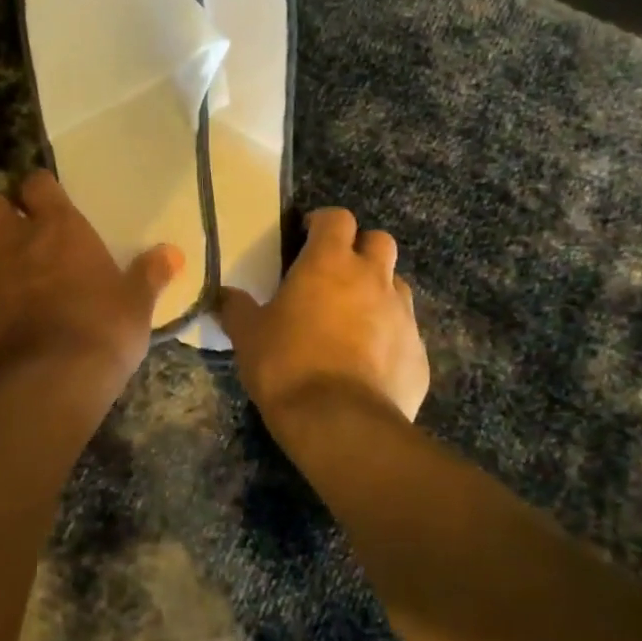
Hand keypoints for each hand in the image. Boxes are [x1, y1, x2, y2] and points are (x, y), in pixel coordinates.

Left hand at [0, 170, 182, 390]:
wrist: (44, 386)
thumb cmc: (100, 331)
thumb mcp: (136, 305)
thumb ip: (149, 275)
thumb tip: (172, 253)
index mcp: (57, 229)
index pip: (37, 184)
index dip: (40, 188)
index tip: (49, 199)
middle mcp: (15, 244)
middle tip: (17, 230)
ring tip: (9, 273)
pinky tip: (4, 320)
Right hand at [219, 207, 428, 427]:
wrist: (341, 423)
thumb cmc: (287, 365)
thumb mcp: (248, 335)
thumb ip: (236, 308)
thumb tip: (222, 295)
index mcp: (330, 262)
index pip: (337, 217)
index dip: (323, 223)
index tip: (307, 239)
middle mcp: (372, 277)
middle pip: (379, 241)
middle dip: (360, 250)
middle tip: (336, 274)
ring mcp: (402, 313)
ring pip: (397, 284)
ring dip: (378, 291)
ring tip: (354, 318)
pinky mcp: (419, 352)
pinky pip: (406, 332)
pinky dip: (390, 337)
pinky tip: (370, 363)